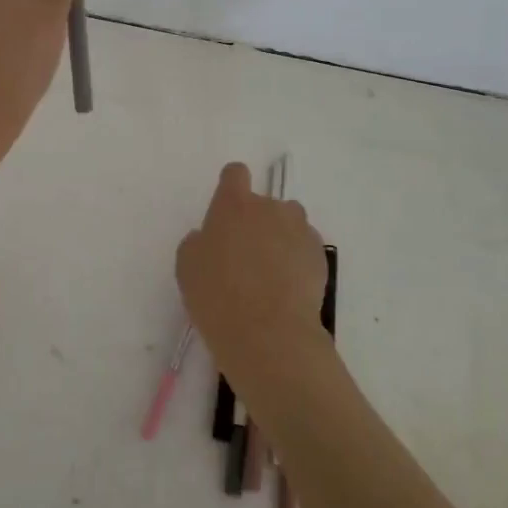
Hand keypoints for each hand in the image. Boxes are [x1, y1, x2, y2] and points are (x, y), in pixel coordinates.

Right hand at [176, 163, 328, 378]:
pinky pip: (305, 248)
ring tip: (270, 273)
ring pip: (289, 224)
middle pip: (264, 203)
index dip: (230, 187)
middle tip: (245, 257)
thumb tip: (210, 238)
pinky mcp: (320, 256)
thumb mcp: (188, 266)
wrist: (269, 333)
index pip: (235, 174)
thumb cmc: (218, 296)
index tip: (226, 210)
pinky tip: (287, 289)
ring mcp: (300, 230)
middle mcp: (270, 208)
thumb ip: (199, 241)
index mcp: (233, 204)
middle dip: (256, 222)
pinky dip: (297, 261)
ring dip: (280, 238)